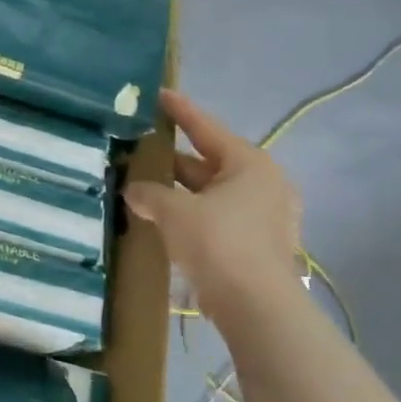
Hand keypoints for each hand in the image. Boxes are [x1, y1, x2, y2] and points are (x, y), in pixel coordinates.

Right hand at [125, 90, 301, 318]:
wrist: (256, 307)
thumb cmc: (218, 244)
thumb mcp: (174, 212)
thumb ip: (150, 194)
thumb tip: (135, 190)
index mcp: (249, 164)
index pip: (207, 128)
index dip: (180, 111)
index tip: (160, 94)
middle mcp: (264, 184)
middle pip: (210, 162)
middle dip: (174, 159)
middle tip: (142, 149)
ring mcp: (265, 216)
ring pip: (213, 193)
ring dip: (181, 191)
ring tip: (146, 185)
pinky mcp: (258, 244)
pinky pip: (218, 217)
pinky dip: (193, 214)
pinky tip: (166, 219)